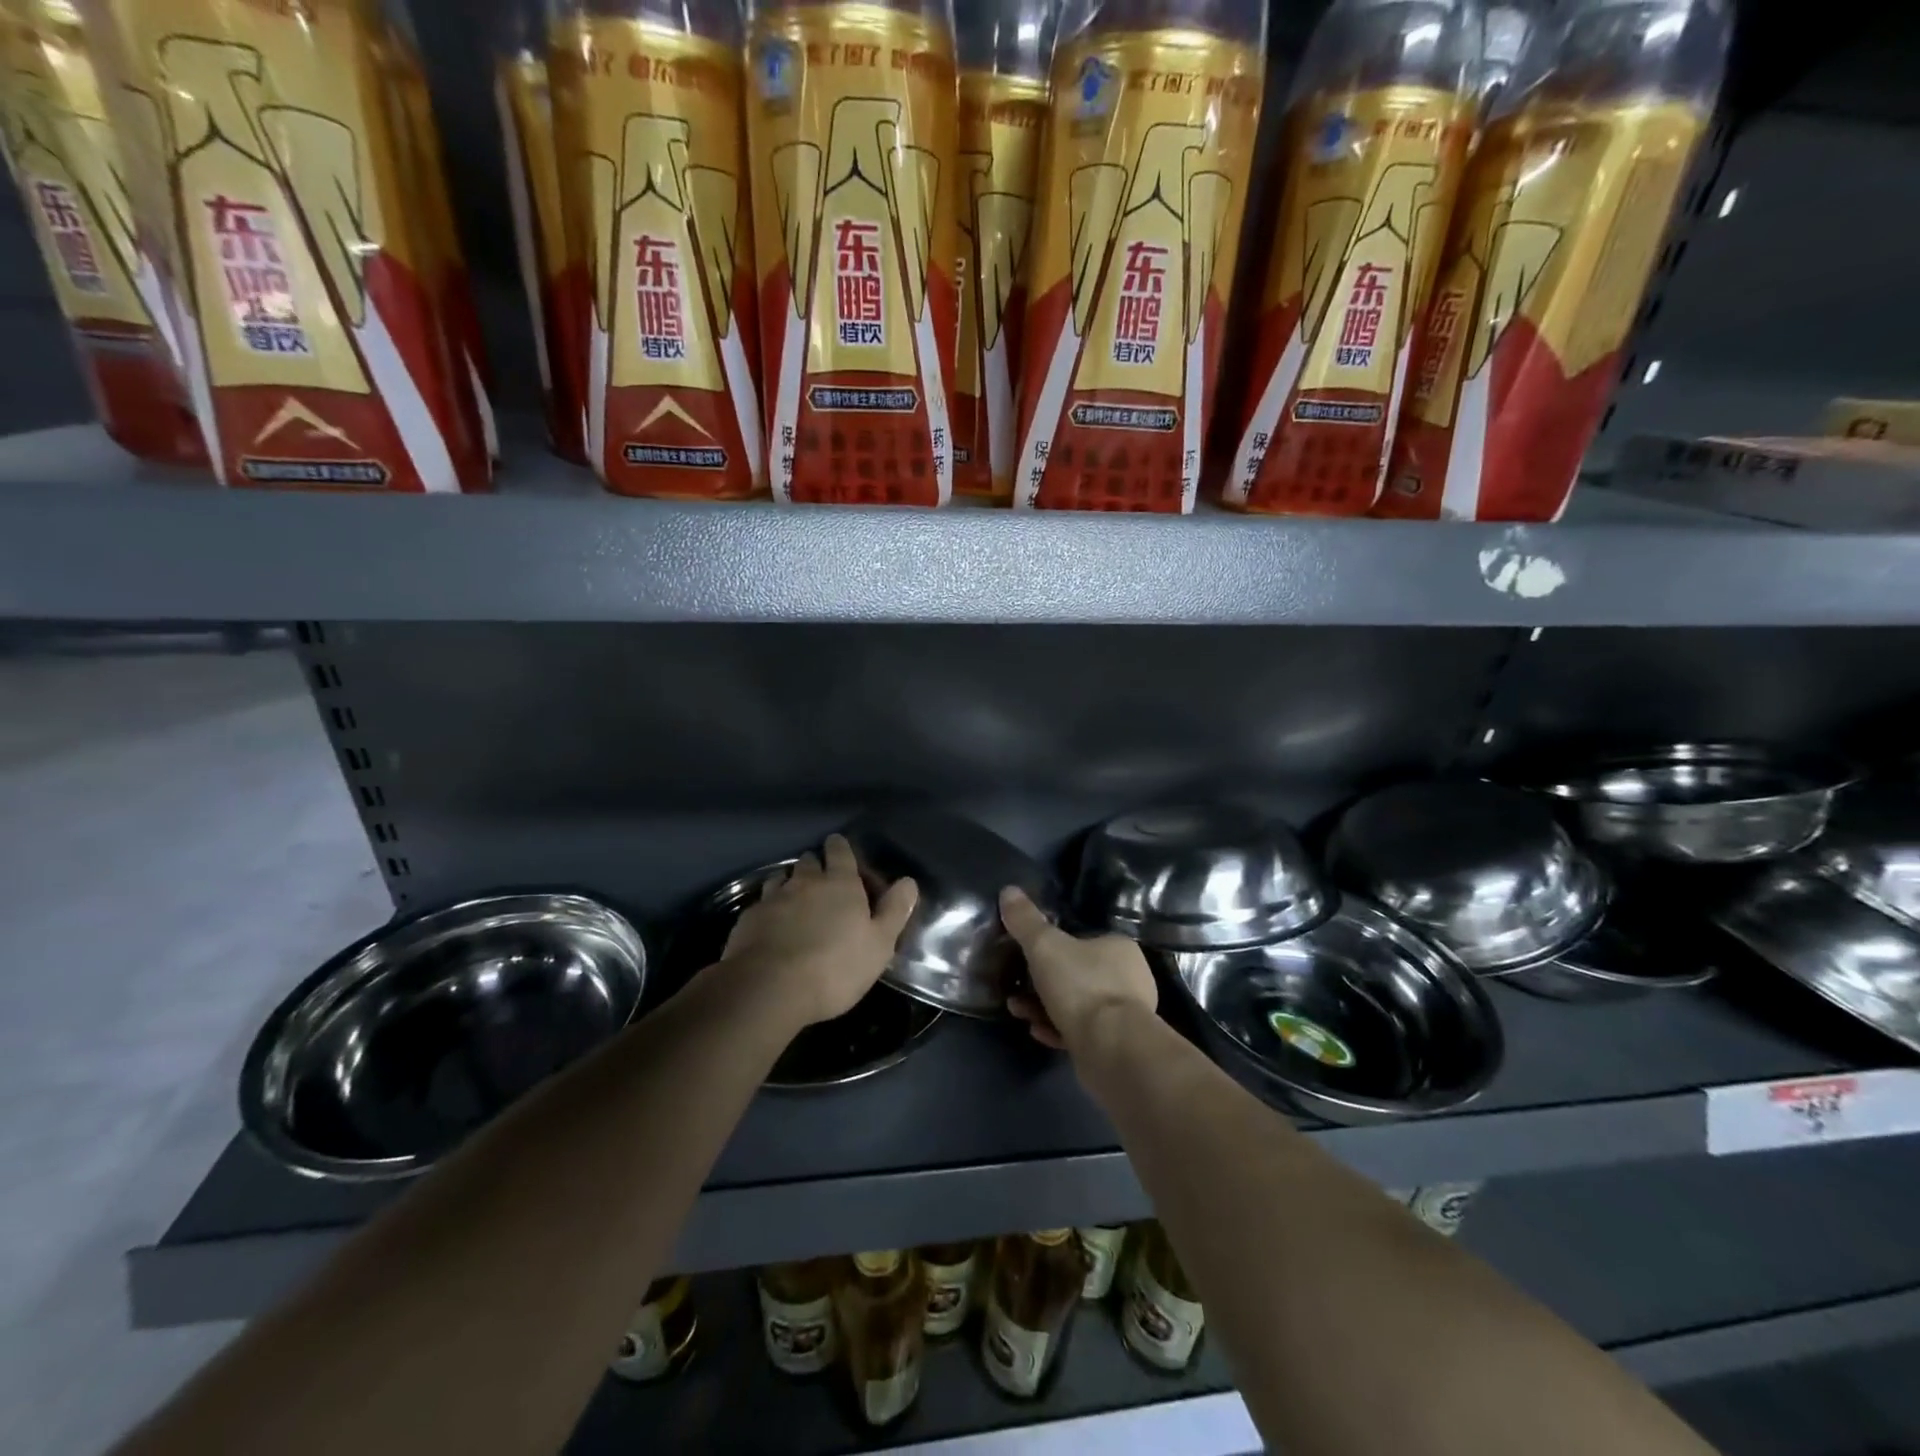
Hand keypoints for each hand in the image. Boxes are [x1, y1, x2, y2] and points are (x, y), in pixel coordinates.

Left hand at [722, 834, 918, 1029]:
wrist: (769, 988)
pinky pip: (761, 902)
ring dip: (790, 882)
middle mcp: (805, 882)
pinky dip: (769, 907)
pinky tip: (770, 923)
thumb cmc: (835, 967)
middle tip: (822, 880)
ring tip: (794, 897)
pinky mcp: (748, 918)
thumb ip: (894, 911)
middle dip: (816, 865)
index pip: (840, 851)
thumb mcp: (879, 944)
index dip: (840, 847)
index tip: (840, 848)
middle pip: (809, 861)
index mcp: (840, 883)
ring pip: (782, 877)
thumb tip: (908, 881)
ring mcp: (773, 898)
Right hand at [999, 887, 1156, 1051]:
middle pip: (1076, 974)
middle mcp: (1128, 978)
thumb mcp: (1045, 946)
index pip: (1082, 940)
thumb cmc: (1081, 986)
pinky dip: (1057, 1029)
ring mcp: (1125, 1014)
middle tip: (1016, 989)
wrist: (1111, 1048)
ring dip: (1044, 1007)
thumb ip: (1025, 920)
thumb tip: (1008, 890)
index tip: (1026, 958)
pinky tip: (1037, 1032)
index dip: (1052, 948)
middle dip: (1041, 982)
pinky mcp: (1117, 1044)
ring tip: (1018, 1011)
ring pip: (1076, 1004)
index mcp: (1119, 947)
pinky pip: (1081, 1031)